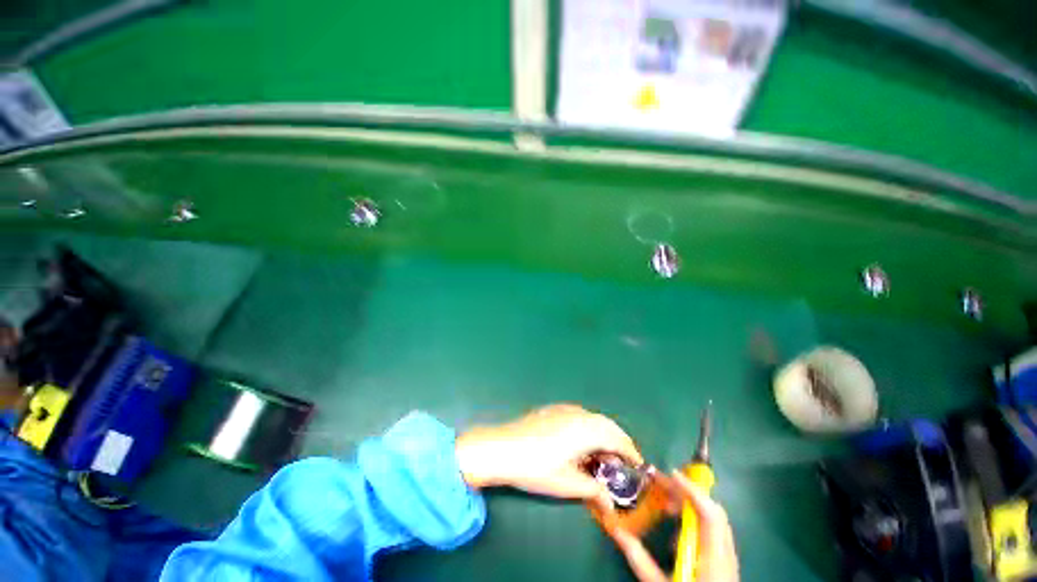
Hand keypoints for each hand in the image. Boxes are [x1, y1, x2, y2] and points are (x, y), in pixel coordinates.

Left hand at [455, 404, 642, 508]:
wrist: (503, 447)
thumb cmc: (537, 467)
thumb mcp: (568, 483)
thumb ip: (593, 490)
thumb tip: (610, 504)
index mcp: (586, 430)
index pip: (617, 438)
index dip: (630, 451)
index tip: (638, 465)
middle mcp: (578, 414)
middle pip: (607, 424)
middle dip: (618, 441)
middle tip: (622, 462)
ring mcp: (564, 409)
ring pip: (593, 418)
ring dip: (603, 433)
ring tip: (602, 455)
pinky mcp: (552, 409)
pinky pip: (579, 415)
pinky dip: (588, 427)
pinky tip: (580, 442)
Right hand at [610, 472, 738, 581]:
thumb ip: (640, 560)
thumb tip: (617, 530)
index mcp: (713, 559)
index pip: (709, 515)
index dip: (692, 490)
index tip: (671, 474)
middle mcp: (726, 555)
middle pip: (714, 512)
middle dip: (688, 493)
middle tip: (662, 484)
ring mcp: (729, 559)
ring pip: (715, 521)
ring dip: (690, 506)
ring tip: (666, 506)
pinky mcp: (725, 563)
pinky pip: (713, 533)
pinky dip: (695, 521)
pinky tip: (677, 532)